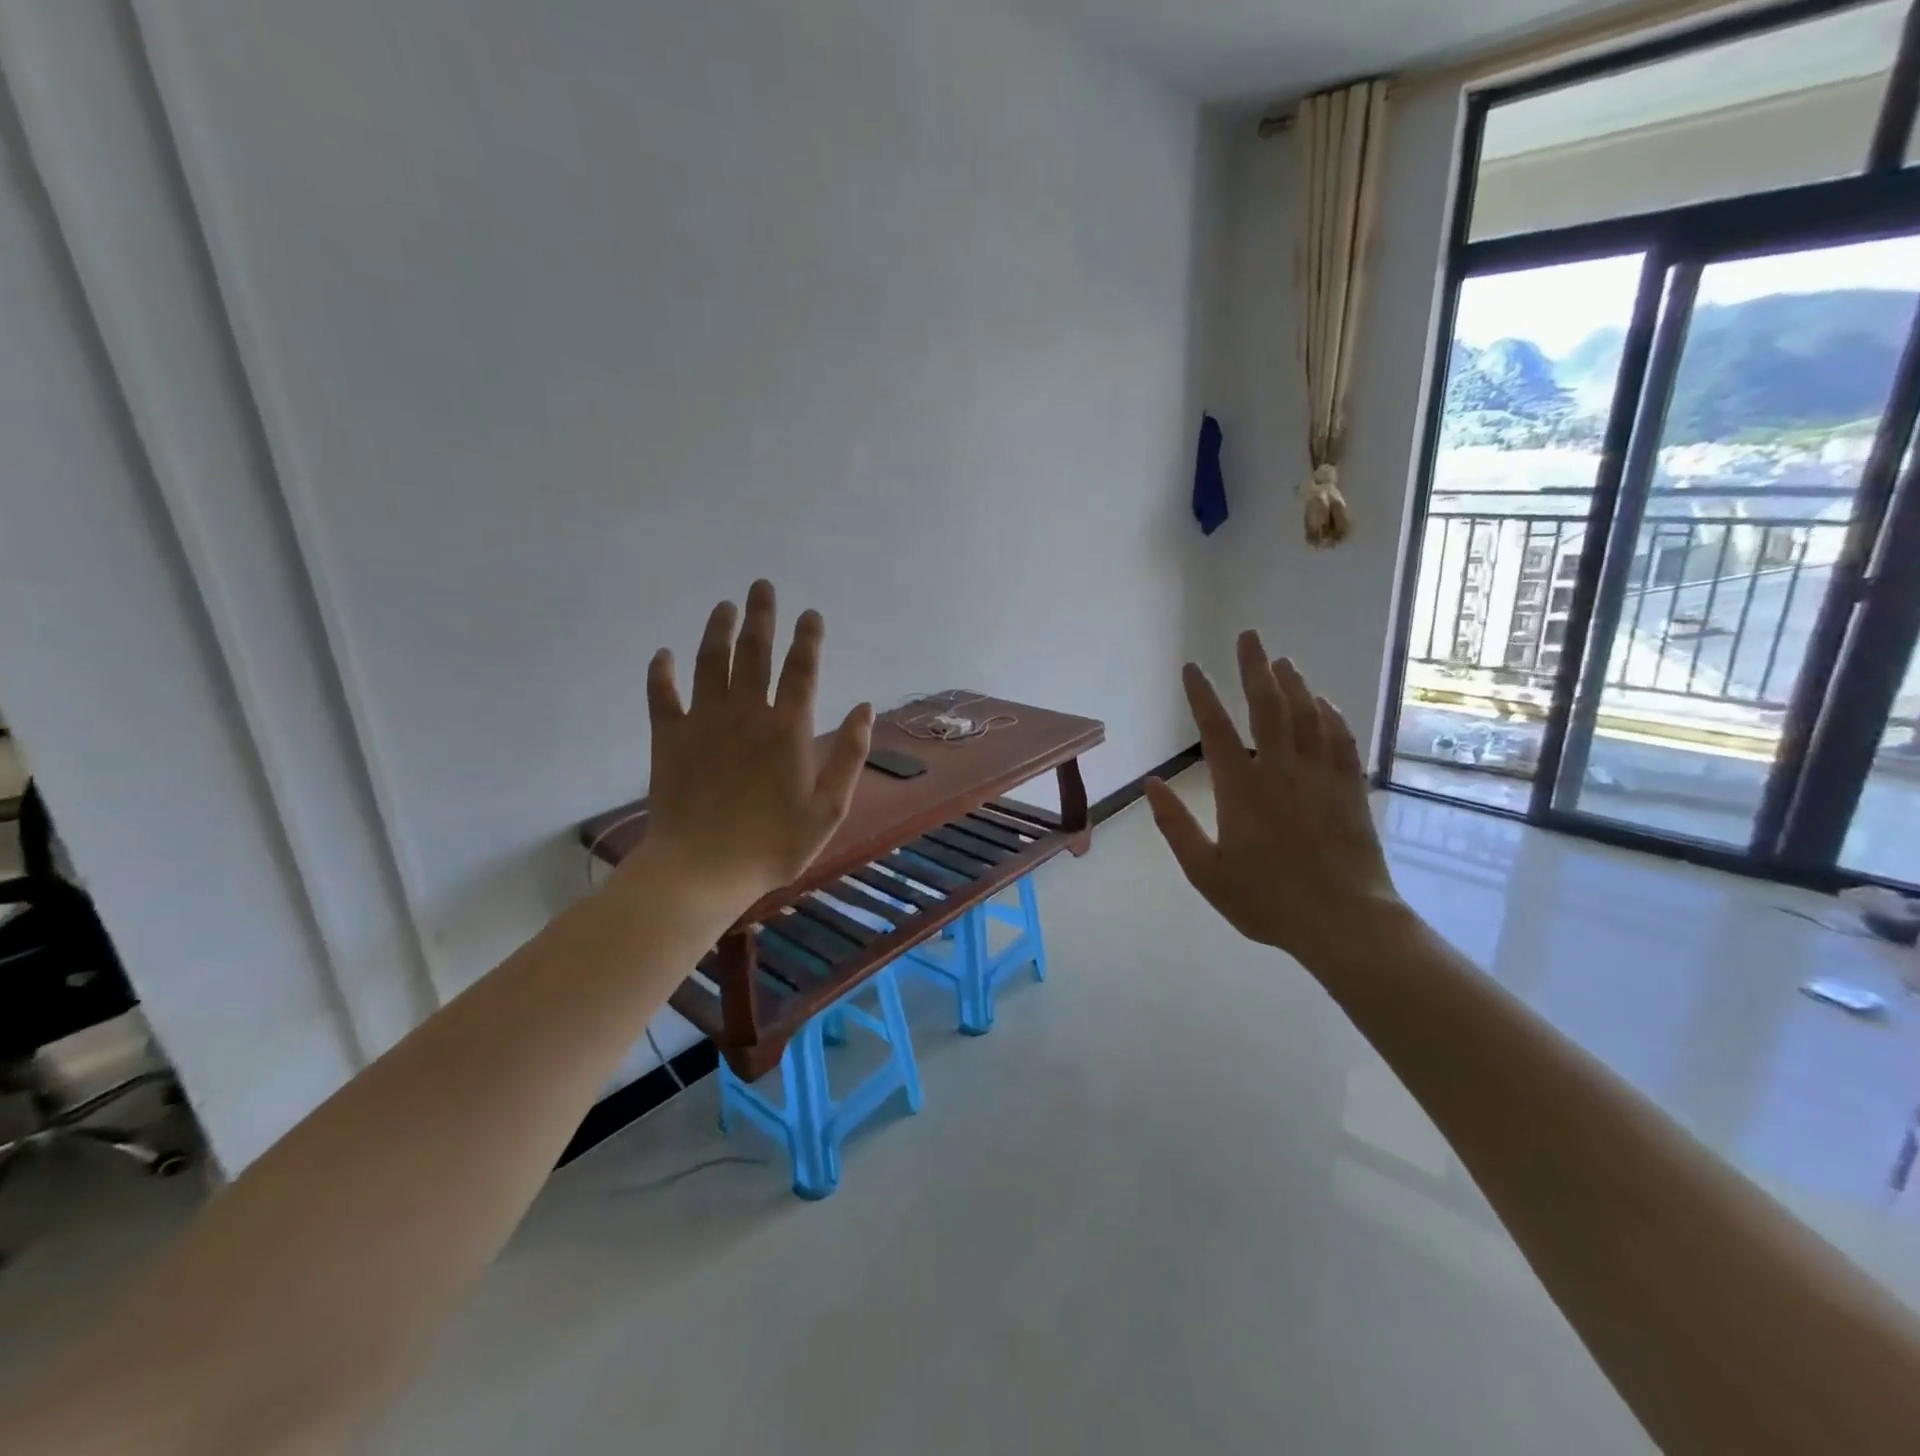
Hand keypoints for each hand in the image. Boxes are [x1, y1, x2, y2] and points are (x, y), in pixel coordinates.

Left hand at [628, 580, 872, 914]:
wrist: (702, 870)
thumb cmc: (773, 844)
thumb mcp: (829, 808)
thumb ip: (850, 755)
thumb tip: (864, 707)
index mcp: (788, 729)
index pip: (802, 669)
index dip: (808, 638)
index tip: (811, 614)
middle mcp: (746, 713)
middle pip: (754, 652)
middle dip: (761, 615)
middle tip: (761, 585)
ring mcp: (703, 722)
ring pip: (709, 662)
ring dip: (717, 630)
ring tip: (724, 605)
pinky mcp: (668, 738)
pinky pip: (662, 695)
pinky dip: (661, 672)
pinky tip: (663, 653)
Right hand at [1143, 632, 1405, 973]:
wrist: (1345, 922)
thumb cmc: (1267, 900)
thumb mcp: (1206, 872)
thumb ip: (1175, 826)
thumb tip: (1150, 784)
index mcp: (1241, 789)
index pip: (1216, 730)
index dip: (1201, 696)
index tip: (1191, 667)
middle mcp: (1280, 770)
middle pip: (1267, 706)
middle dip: (1254, 667)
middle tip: (1249, 635)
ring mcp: (1320, 776)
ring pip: (1307, 715)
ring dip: (1293, 684)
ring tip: (1282, 660)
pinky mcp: (1350, 788)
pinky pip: (1341, 739)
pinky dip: (1331, 715)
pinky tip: (1325, 703)